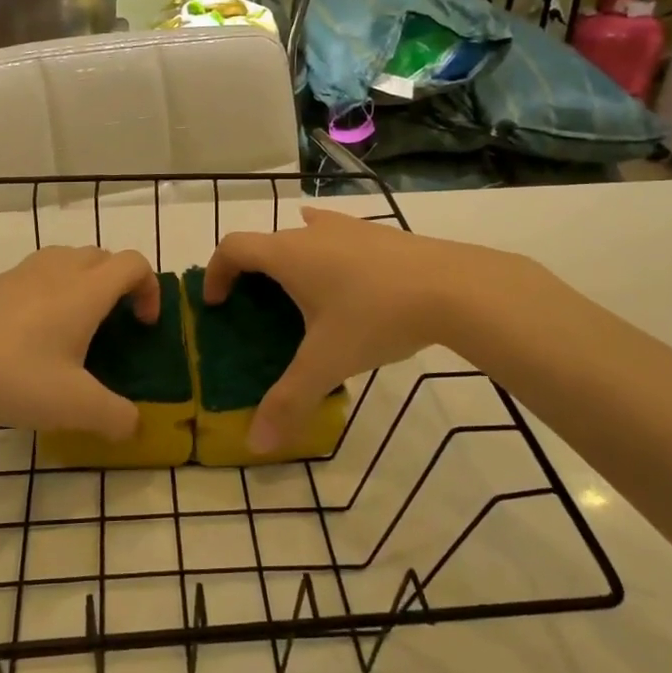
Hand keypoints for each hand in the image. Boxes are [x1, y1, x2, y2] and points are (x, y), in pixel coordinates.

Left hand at [0, 247, 158, 439]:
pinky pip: (39, 274)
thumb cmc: (14, 376)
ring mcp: (23, 273)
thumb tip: (133, 425)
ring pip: (69, 260)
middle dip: (119, 284)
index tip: (142, 326)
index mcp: (86, 290)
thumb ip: (115, 417)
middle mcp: (59, 270)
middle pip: (103, 256)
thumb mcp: (74, 406)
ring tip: (76, 327)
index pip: (134, 263)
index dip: (150, 289)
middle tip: (113, 326)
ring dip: (86, 283)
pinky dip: (53, 291)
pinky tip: (34, 335)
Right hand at [204, 209, 510, 452]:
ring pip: (305, 234)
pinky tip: (347, 278)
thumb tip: (256, 444)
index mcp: (288, 254)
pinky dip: (328, 254)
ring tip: (300, 294)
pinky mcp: (382, 234)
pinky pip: (339, 236)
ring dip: (292, 259)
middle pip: (267, 242)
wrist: (456, 287)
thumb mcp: (327, 363)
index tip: (217, 303)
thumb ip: (288, 401)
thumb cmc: (376, 317)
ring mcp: (351, 227)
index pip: (233, 247)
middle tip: (259, 310)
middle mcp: (312, 232)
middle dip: (253, 272)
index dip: (216, 272)